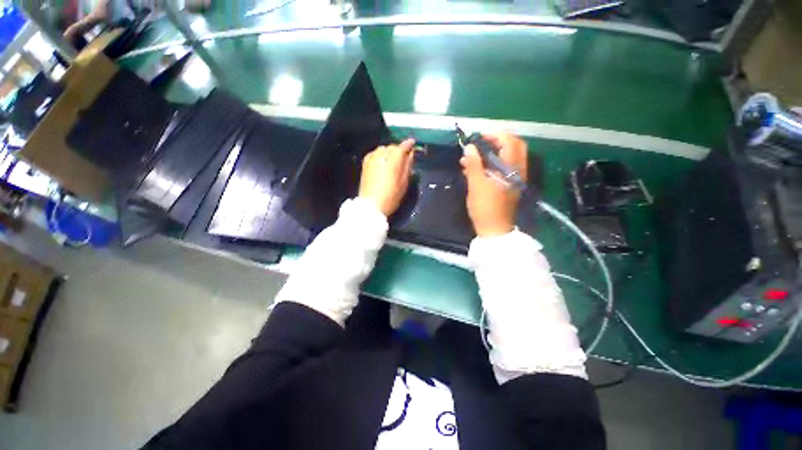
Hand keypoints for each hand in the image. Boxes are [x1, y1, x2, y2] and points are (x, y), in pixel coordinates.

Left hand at [359, 139, 415, 216]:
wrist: (371, 205)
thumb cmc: (391, 197)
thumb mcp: (404, 183)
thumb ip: (407, 166)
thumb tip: (410, 154)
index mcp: (392, 160)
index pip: (402, 147)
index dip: (408, 144)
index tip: (413, 143)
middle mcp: (381, 156)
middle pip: (392, 147)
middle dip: (399, 149)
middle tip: (404, 157)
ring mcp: (371, 159)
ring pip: (383, 149)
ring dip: (389, 151)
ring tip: (394, 160)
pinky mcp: (365, 164)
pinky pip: (375, 153)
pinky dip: (381, 154)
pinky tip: (383, 162)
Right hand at [461, 133, 527, 236]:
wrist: (493, 228)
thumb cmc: (485, 207)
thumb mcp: (476, 185)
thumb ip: (474, 164)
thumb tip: (469, 147)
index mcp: (511, 169)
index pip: (510, 142)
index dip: (495, 136)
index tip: (478, 137)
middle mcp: (517, 170)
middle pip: (513, 147)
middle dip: (496, 142)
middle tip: (479, 143)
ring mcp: (514, 178)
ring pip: (507, 157)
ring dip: (491, 153)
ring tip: (470, 157)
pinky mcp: (509, 184)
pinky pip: (502, 167)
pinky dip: (491, 163)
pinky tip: (474, 168)